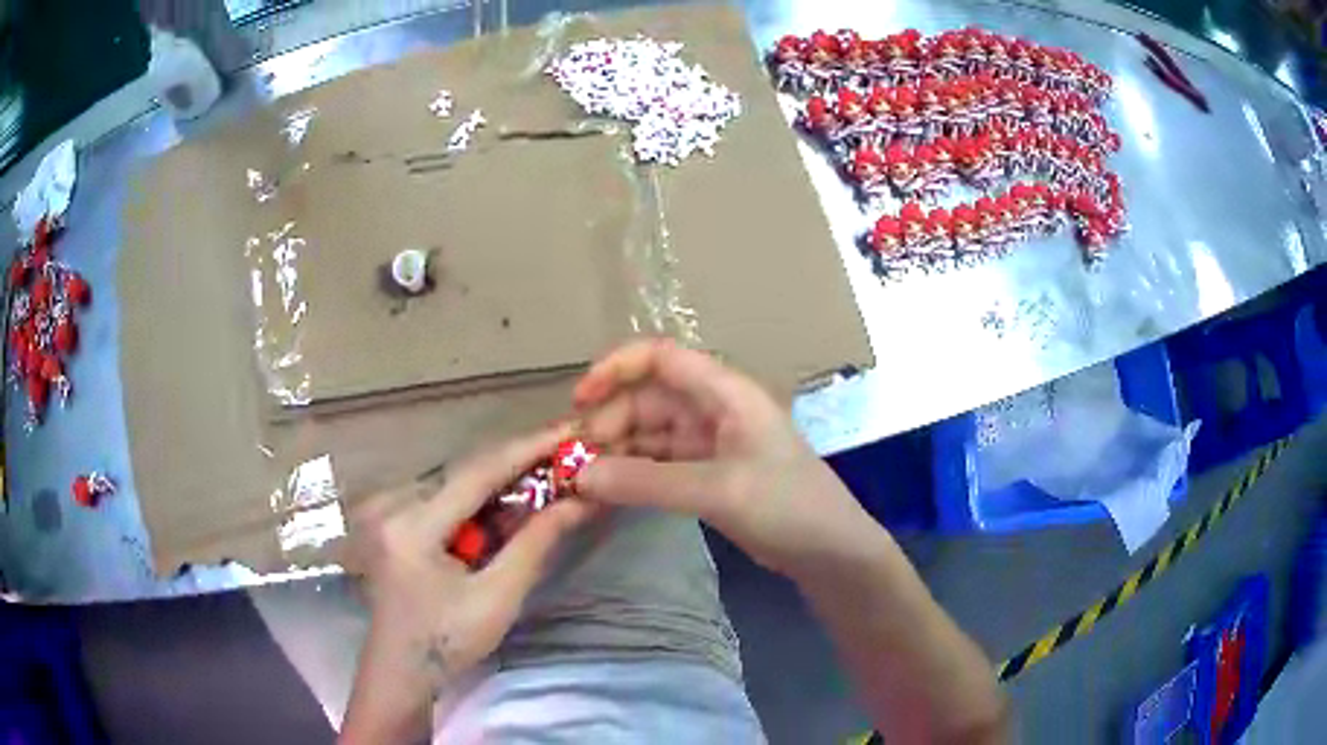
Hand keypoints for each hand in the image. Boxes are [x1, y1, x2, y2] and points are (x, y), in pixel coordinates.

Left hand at [341, 428, 592, 742]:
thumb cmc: (448, 643)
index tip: (568, 431)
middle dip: (517, 464)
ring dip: (500, 480)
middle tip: (566, 455)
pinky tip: (507, 503)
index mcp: (412, 526)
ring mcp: (387, 510)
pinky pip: (442, 497)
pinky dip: (478, 498)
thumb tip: (578, 502)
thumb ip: (535, 544)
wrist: (400, 669)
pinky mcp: (391, 519)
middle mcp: (393, 505)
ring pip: (455, 481)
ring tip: (546, 475)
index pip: (476, 473)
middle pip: (465, 472)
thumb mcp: (497, 598)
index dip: (525, 449)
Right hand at [572, 338, 872, 577]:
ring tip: (580, 480)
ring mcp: (710, 442)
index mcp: (724, 392)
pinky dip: (632, 475)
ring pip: (649, 434)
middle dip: (608, 422)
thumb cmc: (787, 505)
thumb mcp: (717, 490)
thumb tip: (579, 476)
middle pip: (647, 399)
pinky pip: (659, 463)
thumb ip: (646, 482)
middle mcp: (714, 408)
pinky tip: (606, 493)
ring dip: (616, 452)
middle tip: (572, 461)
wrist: (829, 549)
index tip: (578, 399)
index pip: (661, 357)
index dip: (616, 368)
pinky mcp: (707, 473)